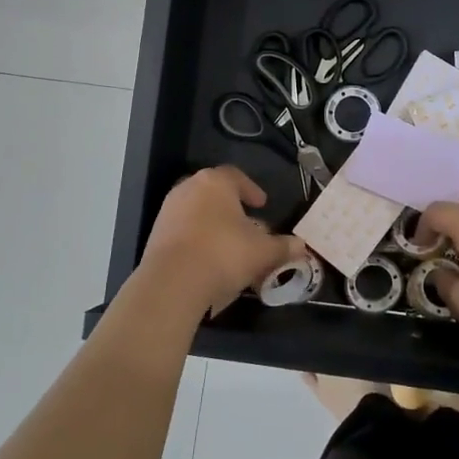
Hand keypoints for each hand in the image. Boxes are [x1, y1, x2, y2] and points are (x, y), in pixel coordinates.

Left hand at [142, 166, 302, 315]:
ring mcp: (169, 210)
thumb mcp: (263, 252)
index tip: (262, 204)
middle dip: (232, 209)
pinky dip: (198, 239)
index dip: (251, 190)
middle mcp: (189, 188)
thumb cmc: (224, 253)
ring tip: (231, 246)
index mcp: (216, 182)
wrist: (172, 282)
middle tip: (248, 225)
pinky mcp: (156, 234)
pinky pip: (184, 230)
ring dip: (214, 225)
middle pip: (215, 194)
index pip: (236, 176)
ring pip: (198, 212)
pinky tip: (209, 259)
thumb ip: (283, 246)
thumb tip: (301, 246)